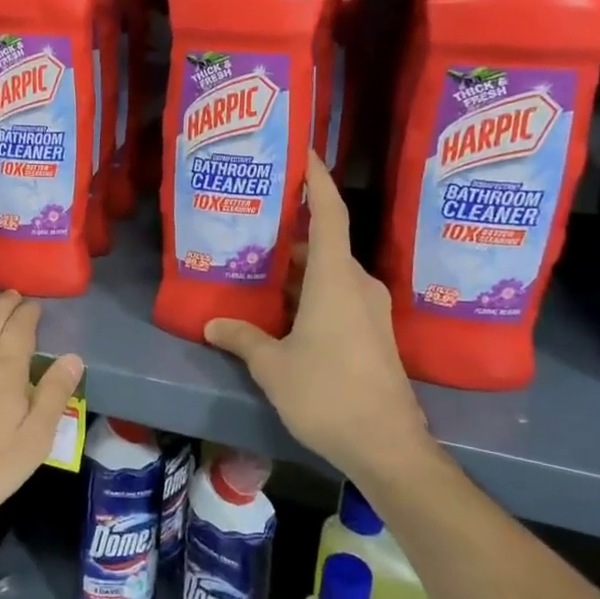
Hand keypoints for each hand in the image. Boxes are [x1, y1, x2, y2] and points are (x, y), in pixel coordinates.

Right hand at [205, 153, 432, 477]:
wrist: (387, 446)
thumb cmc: (327, 394)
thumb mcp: (273, 366)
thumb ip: (242, 338)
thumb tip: (212, 325)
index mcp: (335, 279)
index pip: (329, 213)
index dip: (317, 179)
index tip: (302, 152)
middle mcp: (357, 285)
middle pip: (324, 241)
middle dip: (291, 227)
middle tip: (254, 217)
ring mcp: (369, 310)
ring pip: (329, 271)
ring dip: (297, 264)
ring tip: (258, 261)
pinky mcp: (372, 333)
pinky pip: (338, 294)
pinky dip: (309, 289)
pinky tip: (281, 305)